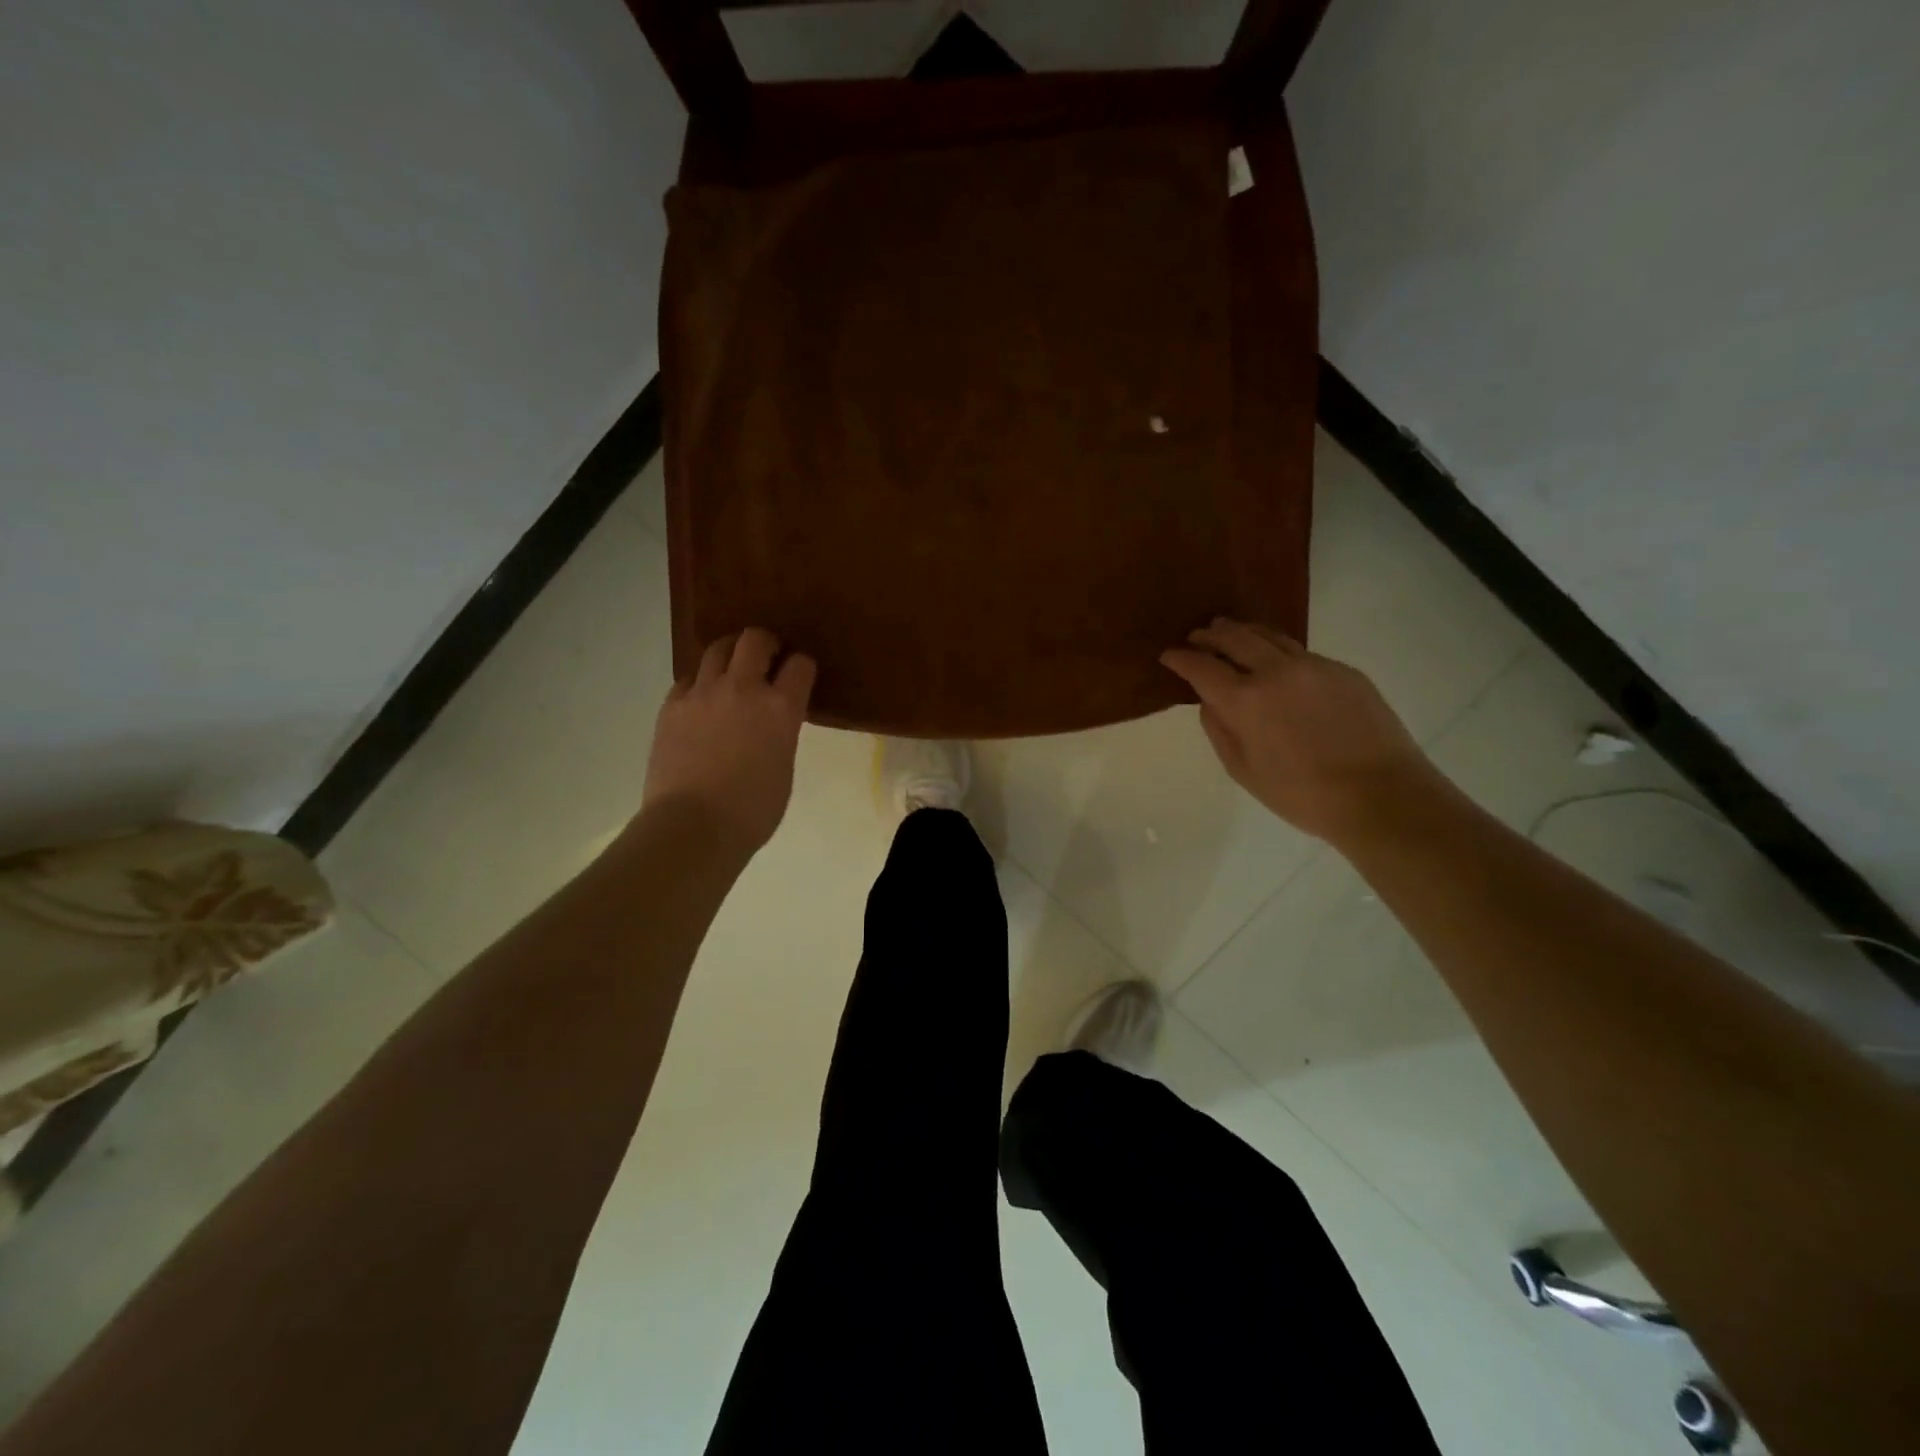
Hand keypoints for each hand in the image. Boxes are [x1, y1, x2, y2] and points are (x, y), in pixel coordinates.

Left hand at [643, 628, 816, 853]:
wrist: (693, 826)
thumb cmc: (752, 810)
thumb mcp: (784, 768)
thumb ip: (782, 733)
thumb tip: (773, 723)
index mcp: (780, 708)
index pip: (800, 665)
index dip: (802, 667)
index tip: (799, 675)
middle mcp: (743, 688)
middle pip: (755, 639)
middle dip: (765, 643)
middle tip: (767, 659)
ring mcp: (702, 693)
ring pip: (717, 648)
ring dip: (730, 654)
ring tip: (732, 671)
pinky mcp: (672, 706)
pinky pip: (689, 678)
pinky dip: (700, 681)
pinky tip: (703, 700)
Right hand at [1160, 619, 1445, 843]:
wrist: (1381, 795)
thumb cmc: (1302, 795)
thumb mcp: (1244, 771)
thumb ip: (1219, 731)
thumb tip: (1209, 702)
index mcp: (1245, 699)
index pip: (1202, 667)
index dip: (1181, 658)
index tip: (1168, 655)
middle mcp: (1276, 671)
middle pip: (1235, 638)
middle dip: (1210, 635)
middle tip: (1196, 636)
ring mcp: (1313, 666)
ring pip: (1270, 636)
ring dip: (1243, 631)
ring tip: (1229, 631)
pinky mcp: (1343, 670)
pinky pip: (1299, 651)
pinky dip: (1276, 648)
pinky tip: (1275, 659)